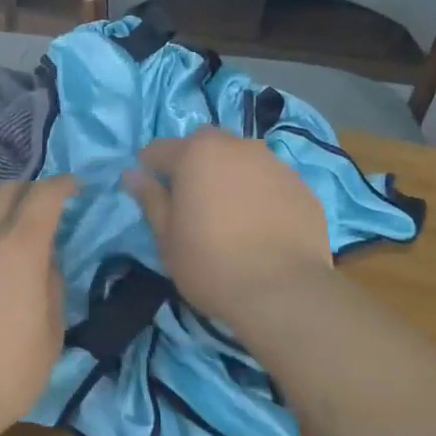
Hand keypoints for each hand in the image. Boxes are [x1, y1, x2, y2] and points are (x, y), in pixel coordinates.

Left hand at [0, 175, 76, 435]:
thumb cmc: (6, 370)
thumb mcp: (51, 334)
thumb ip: (52, 286)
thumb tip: (45, 263)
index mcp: (20, 246)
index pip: (45, 195)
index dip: (64, 184)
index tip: (77, 186)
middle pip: (7, 189)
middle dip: (30, 190)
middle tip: (46, 209)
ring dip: (2, 215)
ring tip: (14, 241)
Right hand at [127, 130, 330, 326]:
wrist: (284, 292)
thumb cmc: (211, 263)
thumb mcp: (168, 237)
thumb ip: (151, 199)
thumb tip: (133, 174)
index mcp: (197, 153)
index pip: (161, 148)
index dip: (151, 166)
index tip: (149, 188)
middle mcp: (237, 146)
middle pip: (206, 144)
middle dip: (194, 161)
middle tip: (191, 197)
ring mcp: (275, 164)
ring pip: (242, 159)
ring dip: (230, 174)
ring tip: (230, 212)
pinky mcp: (302, 186)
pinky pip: (271, 180)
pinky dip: (261, 193)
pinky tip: (261, 224)